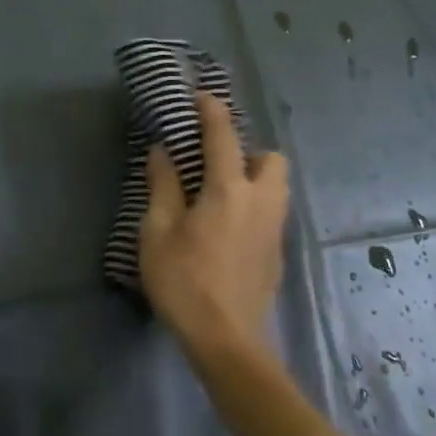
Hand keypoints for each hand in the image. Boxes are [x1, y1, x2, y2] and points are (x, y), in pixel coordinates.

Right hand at [140, 91, 289, 356]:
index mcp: (229, 190)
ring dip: (256, 178)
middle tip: (216, 166)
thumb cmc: (184, 283)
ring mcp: (275, 229)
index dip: (212, 111)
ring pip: (277, 187)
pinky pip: (273, 213)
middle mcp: (261, 201)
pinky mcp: (278, 253)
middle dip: (248, 151)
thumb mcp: (157, 233)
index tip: (201, 96)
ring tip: (221, 196)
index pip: (223, 137)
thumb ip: (162, 187)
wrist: (226, 340)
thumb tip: (162, 152)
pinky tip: (229, 230)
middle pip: (272, 158)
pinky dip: (256, 206)